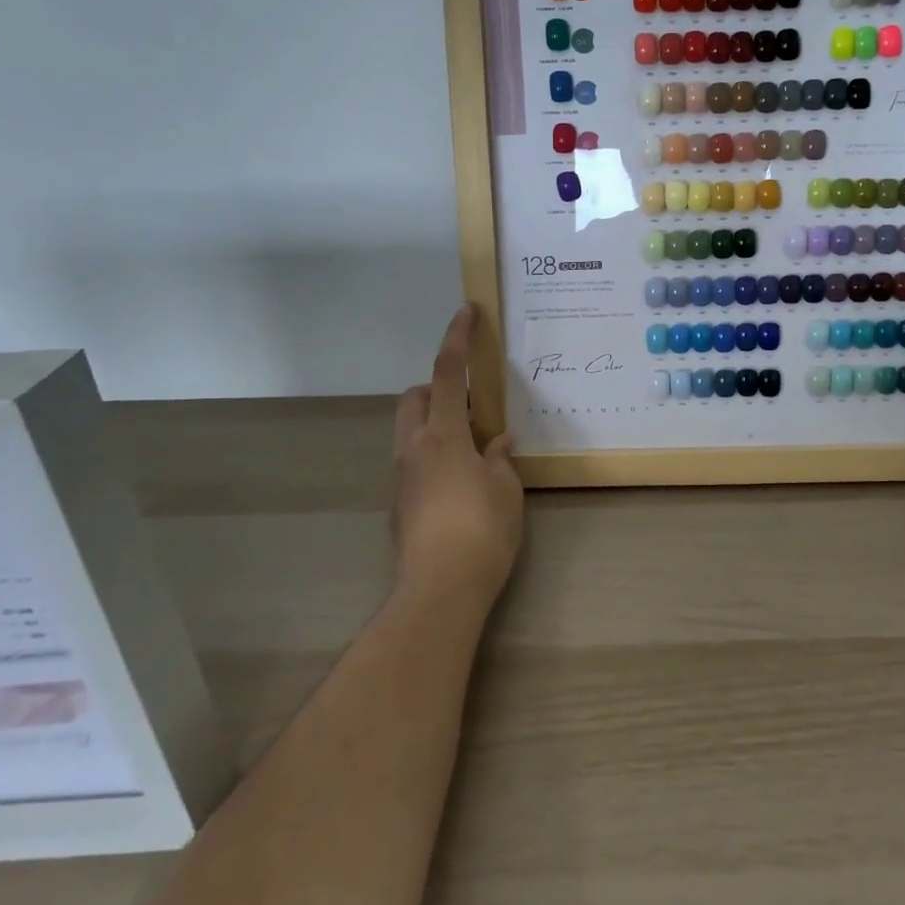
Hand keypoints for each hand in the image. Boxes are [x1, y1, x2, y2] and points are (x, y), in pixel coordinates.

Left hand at [390, 305, 524, 607]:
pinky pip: (414, 459)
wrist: (438, 591)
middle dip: (438, 386)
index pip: (447, 373)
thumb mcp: (505, 489)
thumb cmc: (481, 531)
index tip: (466, 312)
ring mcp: (402, 477)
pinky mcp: (400, 503)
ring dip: (436, 421)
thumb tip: (497, 441)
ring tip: (472, 444)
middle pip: (415, 397)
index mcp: (442, 435)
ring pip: (410, 429)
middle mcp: (413, 448)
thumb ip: (499, 458)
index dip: (457, 339)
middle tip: (472, 401)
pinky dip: (434, 451)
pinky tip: (462, 479)